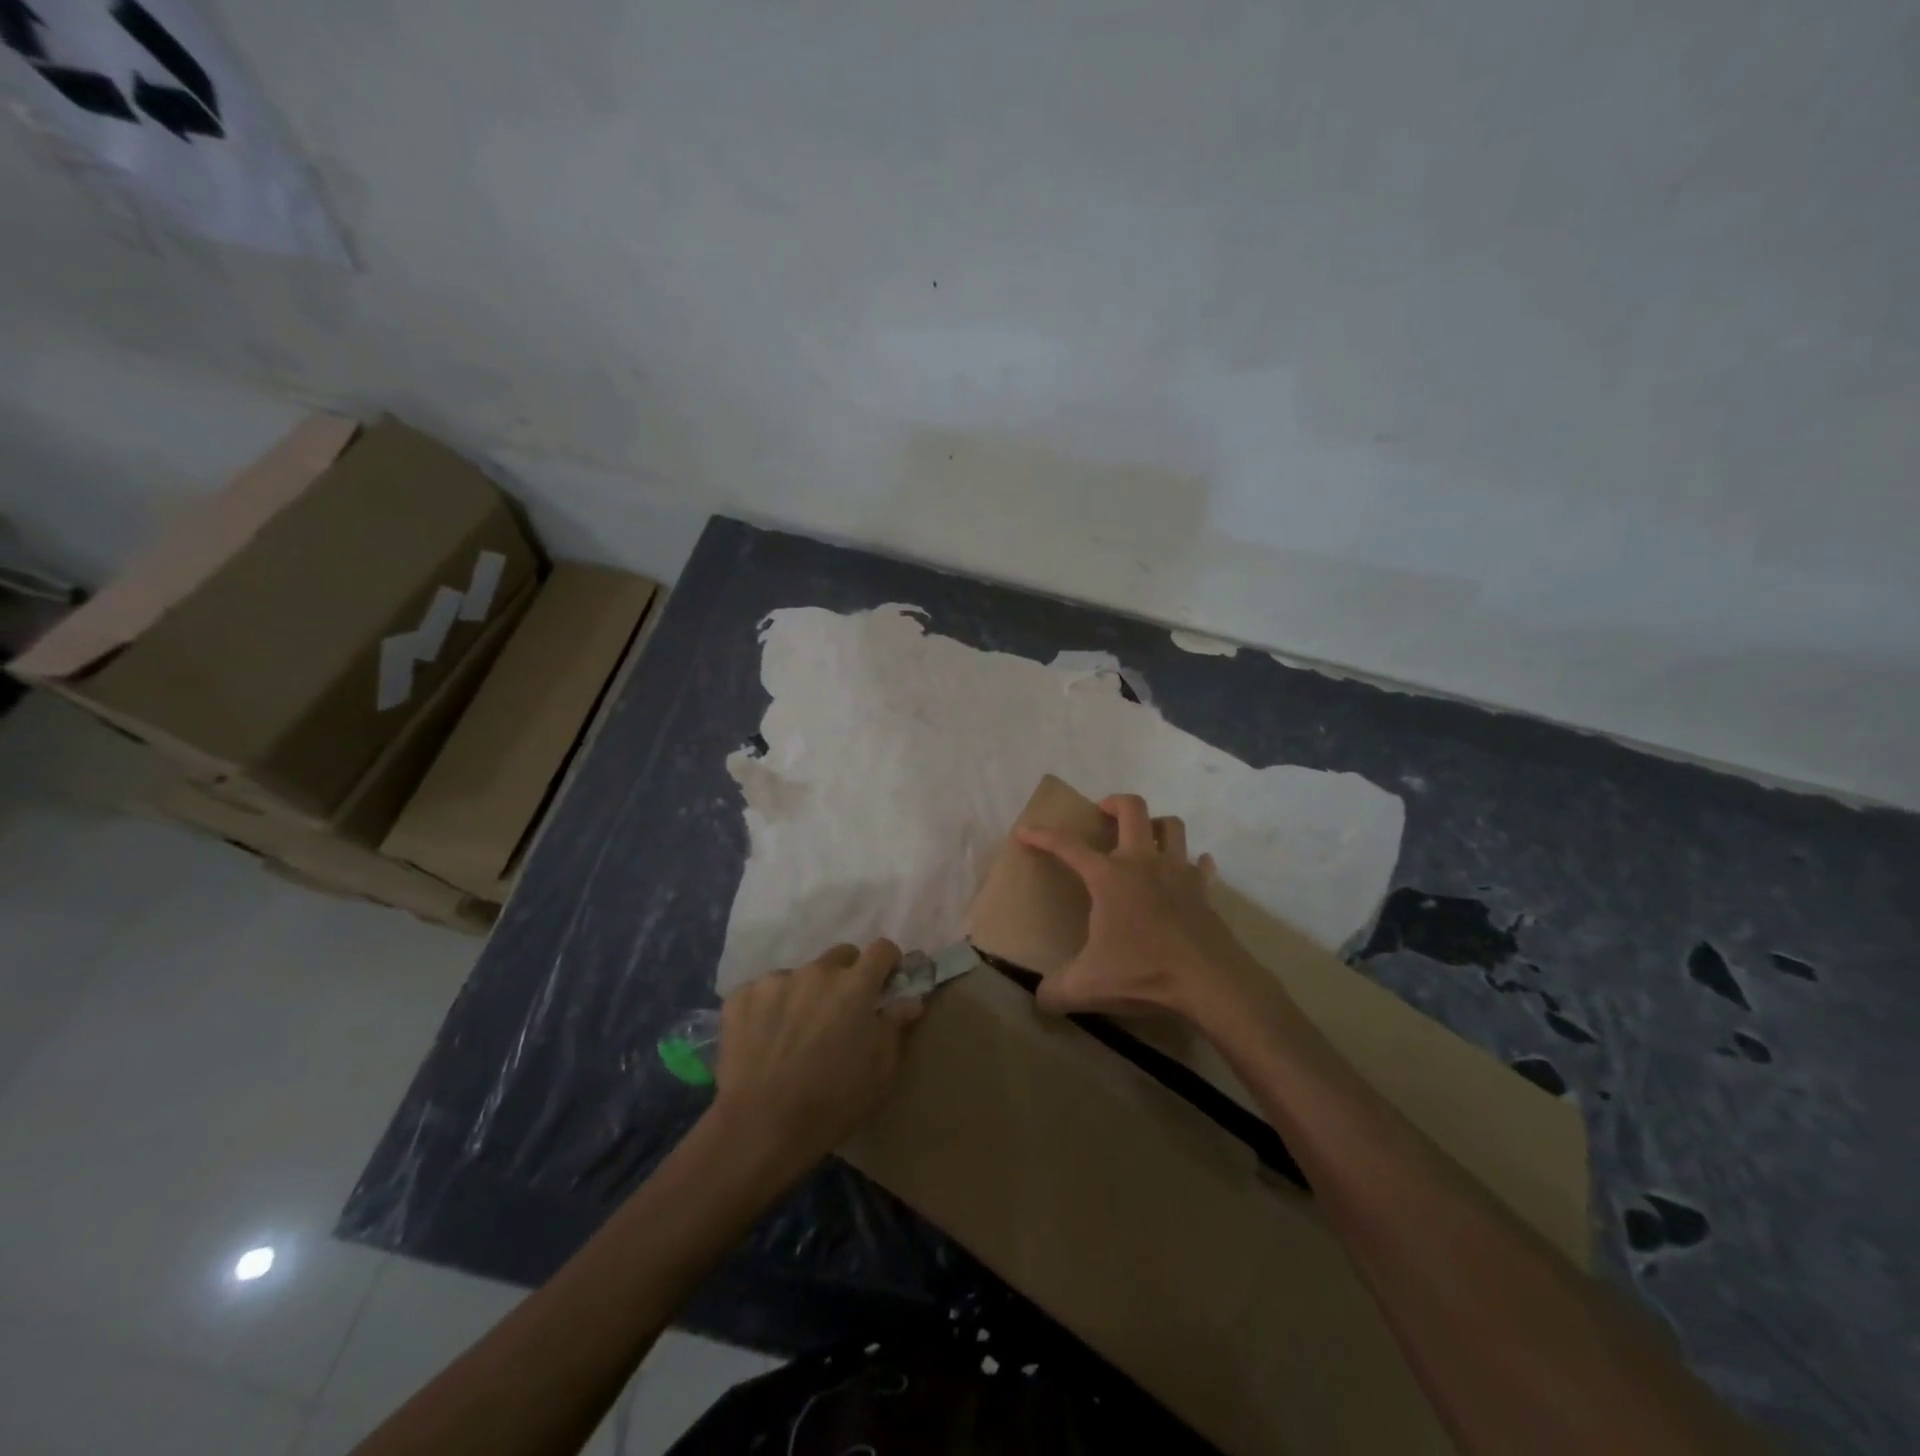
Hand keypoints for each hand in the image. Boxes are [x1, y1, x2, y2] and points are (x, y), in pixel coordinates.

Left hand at [711, 940, 922, 1169]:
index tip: (886, 982)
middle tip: (841, 1012)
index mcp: (855, 985)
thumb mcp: (880, 1072)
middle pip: (841, 956)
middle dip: (847, 976)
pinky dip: (769, 1007)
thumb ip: (894, 1027)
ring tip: (796, 1032)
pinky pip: (763, 991)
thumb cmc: (833, 1102)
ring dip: (806, 993)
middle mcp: (817, 971)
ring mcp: (776, 980)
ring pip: (800, 975)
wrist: (761, 1127)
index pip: (882, 949)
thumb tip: (910, 1001)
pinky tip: (765, 1039)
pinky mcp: (741, 996)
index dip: (888, 963)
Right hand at [1017, 794, 1261, 1021]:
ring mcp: (1178, 873)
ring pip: (1172, 826)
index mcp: (1109, 877)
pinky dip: (1193, 862)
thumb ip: (1057, 990)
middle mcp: (1143, 863)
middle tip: (1101, 814)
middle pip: (1132, 809)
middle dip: (1113, 803)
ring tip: (1144, 838)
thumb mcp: (1087, 986)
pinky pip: (1200, 865)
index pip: (1068, 846)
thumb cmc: (1143, 972)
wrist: (1209, 981)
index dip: (1042, 836)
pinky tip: (1188, 870)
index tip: (1025, 831)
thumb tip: (1040, 999)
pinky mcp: (1204, 891)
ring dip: (1156, 825)